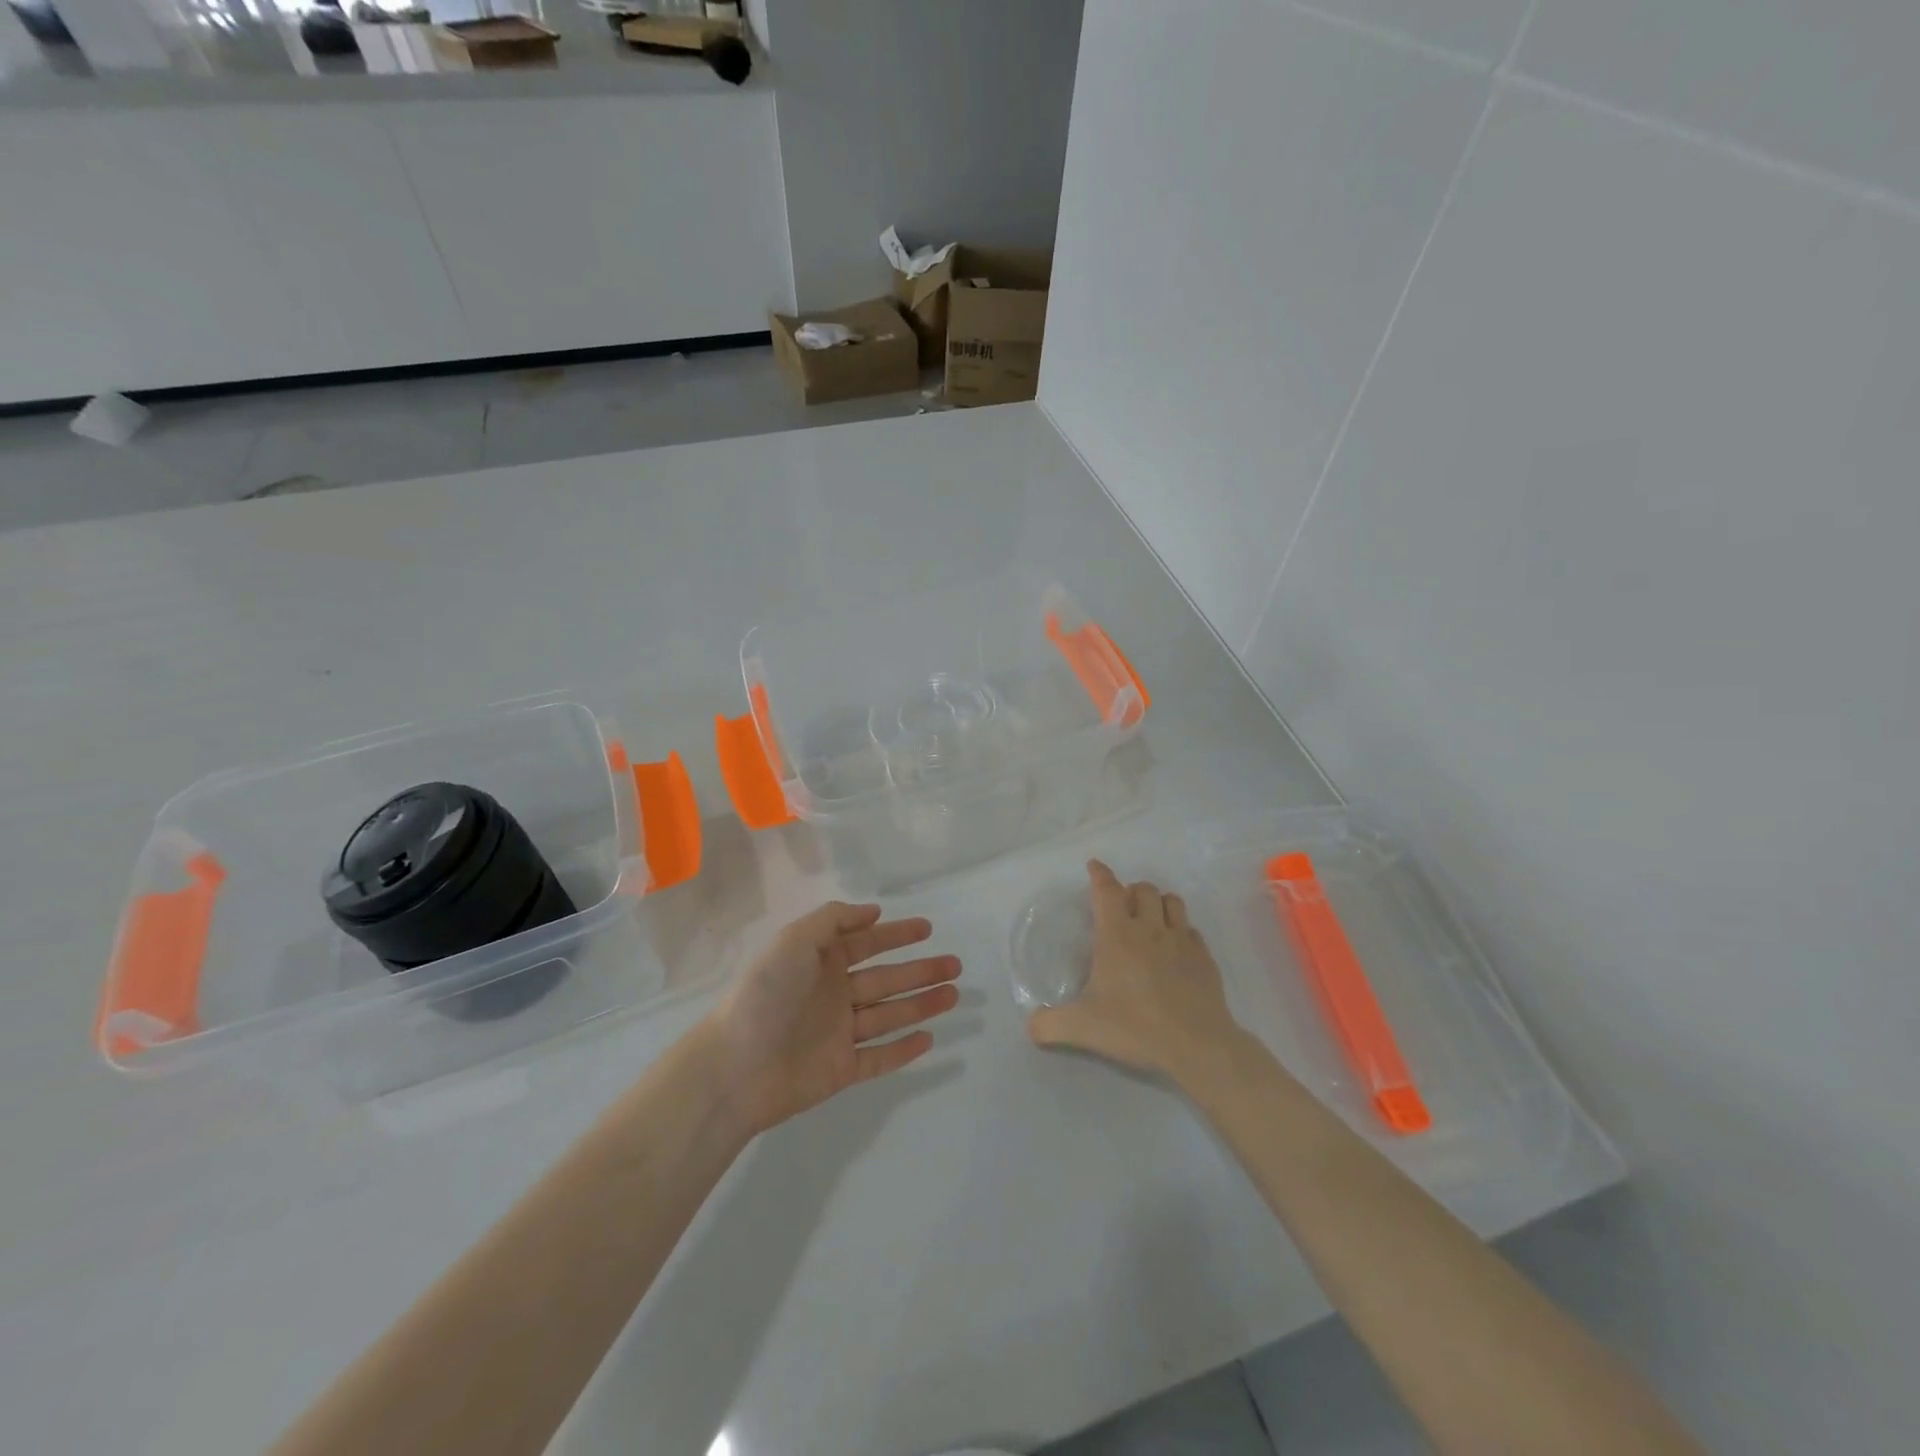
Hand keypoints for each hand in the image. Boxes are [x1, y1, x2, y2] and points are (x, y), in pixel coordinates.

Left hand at [706, 902, 961, 1136]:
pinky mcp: (840, 1071)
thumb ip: (832, 921)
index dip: (896, 934)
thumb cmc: (765, 995)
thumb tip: (872, 912)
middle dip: (921, 971)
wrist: (734, 1067)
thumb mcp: (794, 941)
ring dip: (922, 1005)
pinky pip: (878, 1058)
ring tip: (954, 995)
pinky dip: (903, 1050)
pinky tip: (929, 1039)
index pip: (867, 943)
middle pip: (886, 979)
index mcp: (821, 963)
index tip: (927, 929)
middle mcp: (833, 995)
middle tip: (956, 965)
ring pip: (889, 1016)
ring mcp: (838, 1034)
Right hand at [1027, 860, 1249, 1084]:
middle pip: (1144, 889)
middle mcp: (1150, 929)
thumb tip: (1031, 1026)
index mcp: (1117, 936)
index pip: (1107, 891)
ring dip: (1159, 903)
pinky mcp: (1205, 958)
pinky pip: (1192, 930)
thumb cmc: (1134, 1026)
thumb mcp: (1082, 1028)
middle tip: (1122, 907)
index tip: (1094, 866)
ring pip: (1173, 901)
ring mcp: (1182, 941)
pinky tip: (1176, 949)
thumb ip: (1050, 1025)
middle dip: (1131, 891)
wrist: (1196, 1045)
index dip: (1099, 875)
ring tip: (1150, 919)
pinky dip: (1181, 931)